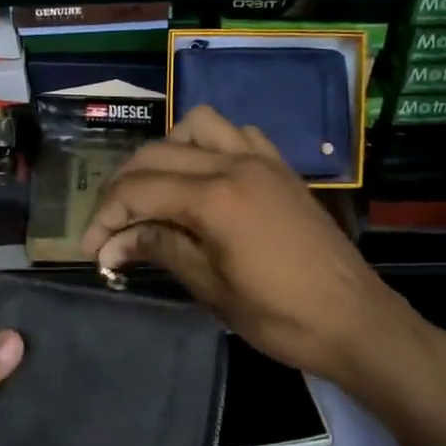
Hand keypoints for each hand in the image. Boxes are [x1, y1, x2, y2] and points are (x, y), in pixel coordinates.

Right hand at [80, 106, 436, 385]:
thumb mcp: (211, 288)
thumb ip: (160, 249)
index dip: (105, 217)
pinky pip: (237, 133)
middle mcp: (234, 163)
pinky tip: (204, 176)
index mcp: (214, 197)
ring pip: (195, 125)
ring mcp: (261, 160)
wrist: (356, 320)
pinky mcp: (281, 167)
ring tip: (155, 190)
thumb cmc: (280, 316)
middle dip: (122, 187)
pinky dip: (208, 144)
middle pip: (156, 154)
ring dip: (164, 152)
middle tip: (111, 226)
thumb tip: (111, 246)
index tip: (89, 249)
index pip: (138, 190)